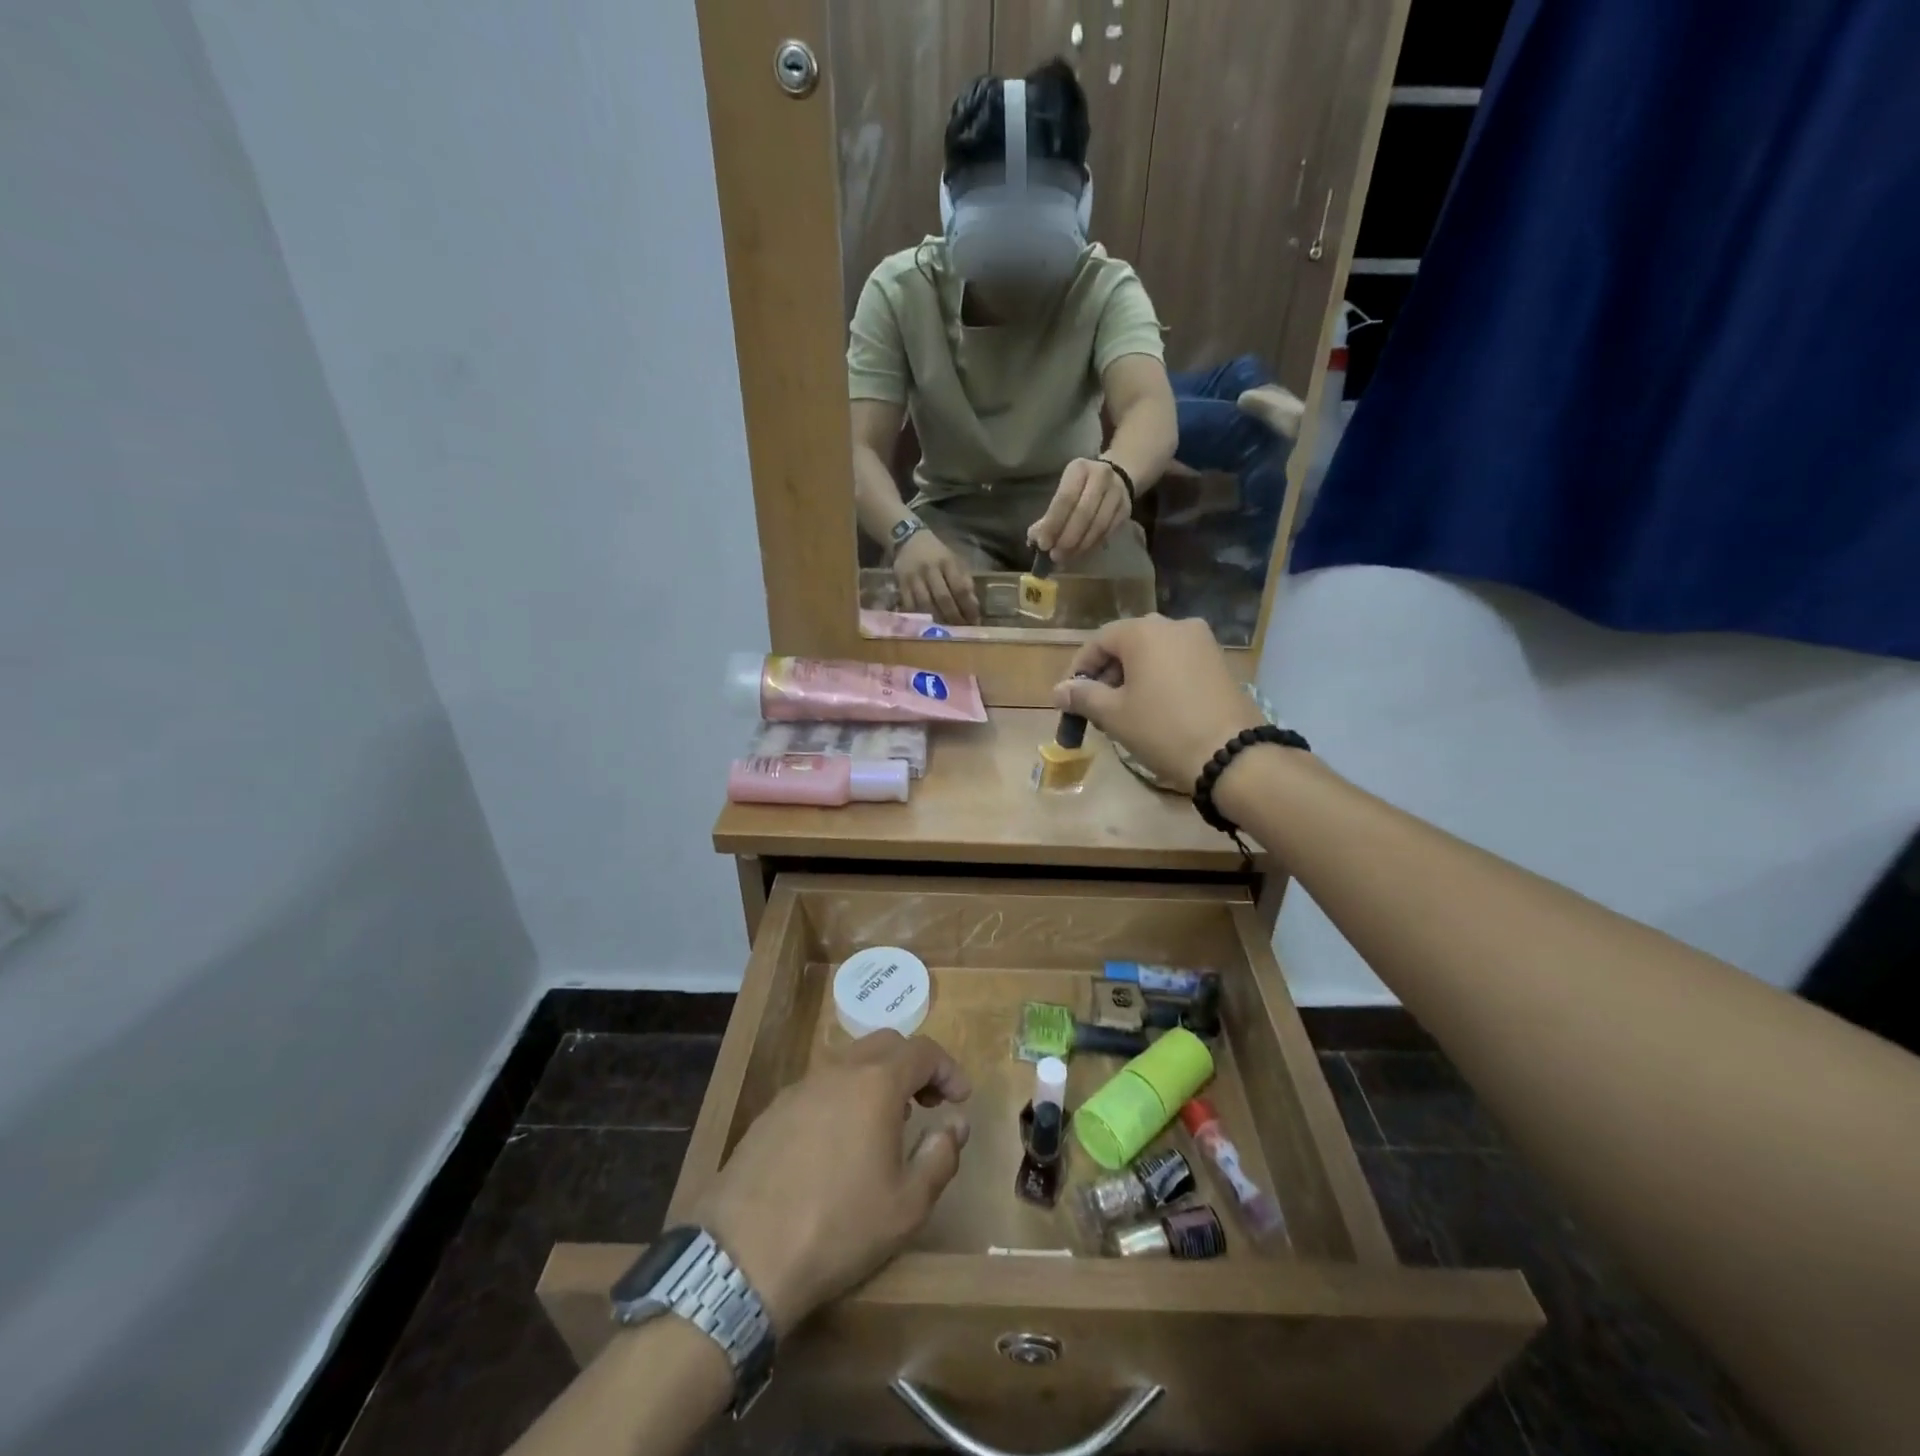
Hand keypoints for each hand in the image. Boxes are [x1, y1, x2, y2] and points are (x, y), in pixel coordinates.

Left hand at [691, 1032, 970, 1337]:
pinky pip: (821, 1087)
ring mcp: (800, 1087)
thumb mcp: (908, 1205)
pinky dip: (844, 1096)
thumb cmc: (839, 1227)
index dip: (948, 1069)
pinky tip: (841, 1142)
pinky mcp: (772, 1111)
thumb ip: (940, 1156)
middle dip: (914, 1066)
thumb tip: (955, 1125)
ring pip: (850, 1062)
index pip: (923, 1051)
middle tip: (928, 1104)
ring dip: (878, 1080)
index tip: (960, 1099)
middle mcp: (838, 1071)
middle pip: (886, 1044)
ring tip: (887, 1124)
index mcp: (876, 1083)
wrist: (744, 1255)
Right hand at [894, 529, 980, 623]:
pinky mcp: (901, 584)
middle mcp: (930, 570)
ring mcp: (914, 578)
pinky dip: (919, 618)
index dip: (969, 607)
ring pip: (926, 604)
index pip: (960, 588)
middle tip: (962, 629)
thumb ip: (964, 580)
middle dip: (954, 617)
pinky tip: (927, 626)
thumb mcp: (954, 560)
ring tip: (947, 631)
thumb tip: (973, 605)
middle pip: (943, 598)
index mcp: (947, 562)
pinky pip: (910, 606)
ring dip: (938, 620)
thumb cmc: (936, 553)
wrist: (908, 539)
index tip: (975, 621)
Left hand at [1029, 458, 1131, 562]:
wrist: (1116, 477)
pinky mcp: (1126, 509)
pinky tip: (1080, 553)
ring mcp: (1117, 493)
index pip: (1065, 499)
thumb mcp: (1064, 489)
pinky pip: (1108, 532)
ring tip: (1066, 558)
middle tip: (1055, 556)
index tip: (1043, 544)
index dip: (1053, 524)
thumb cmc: (1080, 488)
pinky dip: (1092, 546)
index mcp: (1079, 469)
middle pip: (1083, 514)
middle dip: (1067, 539)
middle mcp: (1101, 477)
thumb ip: (1049, 513)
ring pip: (1098, 526)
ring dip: (1080, 546)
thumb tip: (1034, 539)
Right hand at [1054, 614, 1266, 790]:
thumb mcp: (1114, 715)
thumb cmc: (1162, 729)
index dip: (1079, 669)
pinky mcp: (1219, 661)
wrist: (1231, 754)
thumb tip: (1060, 691)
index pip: (1099, 641)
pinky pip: (1177, 662)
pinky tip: (1154, 707)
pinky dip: (1158, 678)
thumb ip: (1083, 696)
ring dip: (1132, 676)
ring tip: (1122, 710)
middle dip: (1106, 673)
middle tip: (1095, 707)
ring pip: (1154, 652)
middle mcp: (1174, 625)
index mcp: (1144, 631)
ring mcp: (1202, 641)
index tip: (1069, 698)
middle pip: (1127, 643)